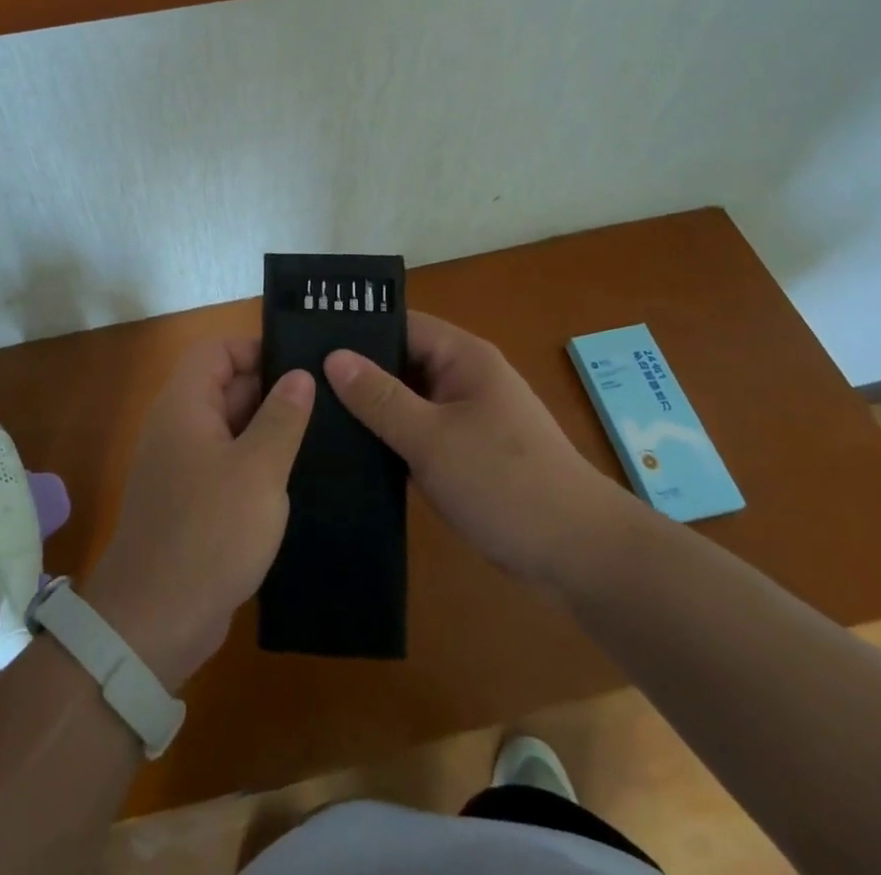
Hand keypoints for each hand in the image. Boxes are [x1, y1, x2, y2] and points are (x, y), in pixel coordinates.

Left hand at [83, 339, 313, 688]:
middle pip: (224, 387)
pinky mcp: (191, 503)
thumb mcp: (258, 470)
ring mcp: (182, 467)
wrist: (154, 622)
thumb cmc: (210, 533)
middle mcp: (178, 427)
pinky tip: (295, 479)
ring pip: (230, 429)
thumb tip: (300, 376)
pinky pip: (227, 465)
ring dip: (268, 431)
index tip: (301, 366)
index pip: (217, 351)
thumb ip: (282, 417)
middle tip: (326, 401)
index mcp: (185, 405)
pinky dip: (257, 465)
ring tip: (322, 436)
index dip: (256, 349)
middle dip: (271, 391)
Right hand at [325, 311, 622, 585]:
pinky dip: (391, 439)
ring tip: (314, 416)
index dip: (356, 329)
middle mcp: (464, 378)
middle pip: (401, 361)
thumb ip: (380, 398)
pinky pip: (419, 433)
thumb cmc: (505, 483)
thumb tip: (333, 357)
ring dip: (372, 410)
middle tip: (300, 384)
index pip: (400, 325)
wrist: (580, 555)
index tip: (306, 342)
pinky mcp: (466, 453)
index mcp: (463, 357)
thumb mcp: (432, 439)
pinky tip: (351, 453)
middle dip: (357, 373)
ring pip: (408, 401)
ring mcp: (467, 417)